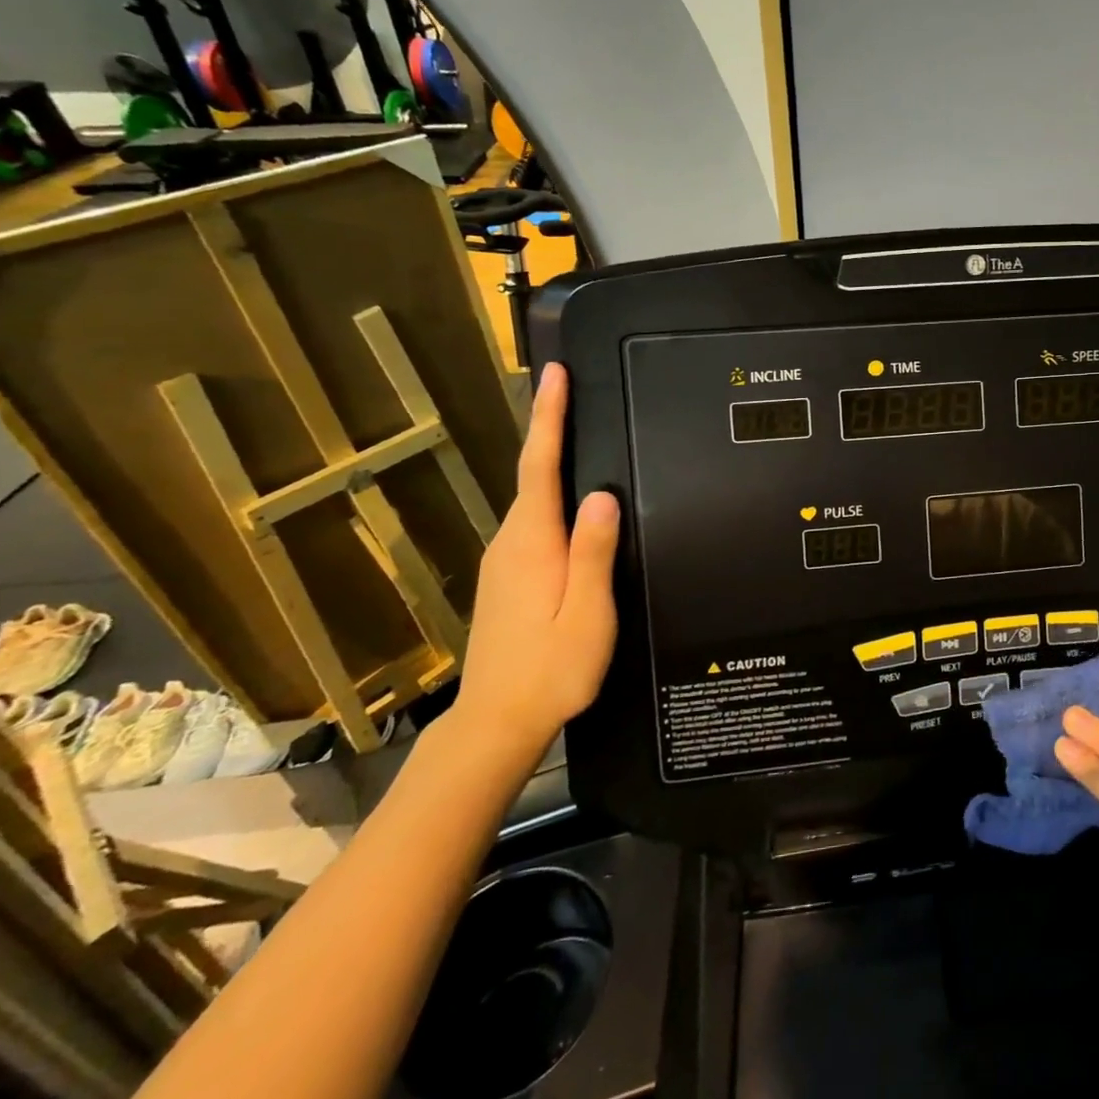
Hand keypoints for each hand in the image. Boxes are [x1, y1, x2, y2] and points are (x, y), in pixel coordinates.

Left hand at [452, 363, 619, 762]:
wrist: (496, 723)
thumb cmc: (551, 670)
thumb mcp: (586, 612)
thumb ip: (593, 552)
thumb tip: (602, 494)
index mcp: (533, 543)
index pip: (540, 466)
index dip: (548, 418)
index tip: (555, 375)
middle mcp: (511, 543)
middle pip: (534, 475)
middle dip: (551, 430)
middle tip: (576, 391)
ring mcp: (504, 562)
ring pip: (534, 500)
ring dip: (552, 463)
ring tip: (580, 436)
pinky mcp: (507, 579)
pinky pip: (534, 523)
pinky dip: (551, 498)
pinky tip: (573, 506)